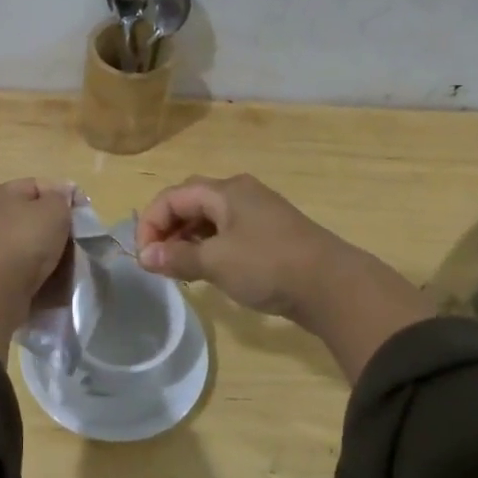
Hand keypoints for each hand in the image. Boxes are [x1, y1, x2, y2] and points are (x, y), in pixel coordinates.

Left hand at [0, 177, 75, 308]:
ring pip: (19, 245)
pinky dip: (27, 274)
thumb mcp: (54, 210)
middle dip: (50, 228)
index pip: (36, 186)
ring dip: (39, 253)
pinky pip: (12, 269)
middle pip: (26, 217)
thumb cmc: (25, 241)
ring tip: (60, 266)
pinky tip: (43, 282)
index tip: (81, 215)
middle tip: (73, 242)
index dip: (62, 196)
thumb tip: (61, 192)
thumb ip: (61, 197)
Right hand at [137, 174, 435, 381]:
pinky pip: (228, 232)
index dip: (151, 223)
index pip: (173, 196)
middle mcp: (241, 193)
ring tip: (179, 268)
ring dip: (188, 239)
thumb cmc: (268, 265)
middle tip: (157, 260)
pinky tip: (208, 270)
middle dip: (167, 228)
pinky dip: (209, 246)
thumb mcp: (216, 262)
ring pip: (210, 218)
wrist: (333, 286)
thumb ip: (177, 258)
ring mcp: (258, 213)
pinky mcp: (271, 234)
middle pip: (191, 202)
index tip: (143, 257)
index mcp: (226, 191)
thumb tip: (144, 257)